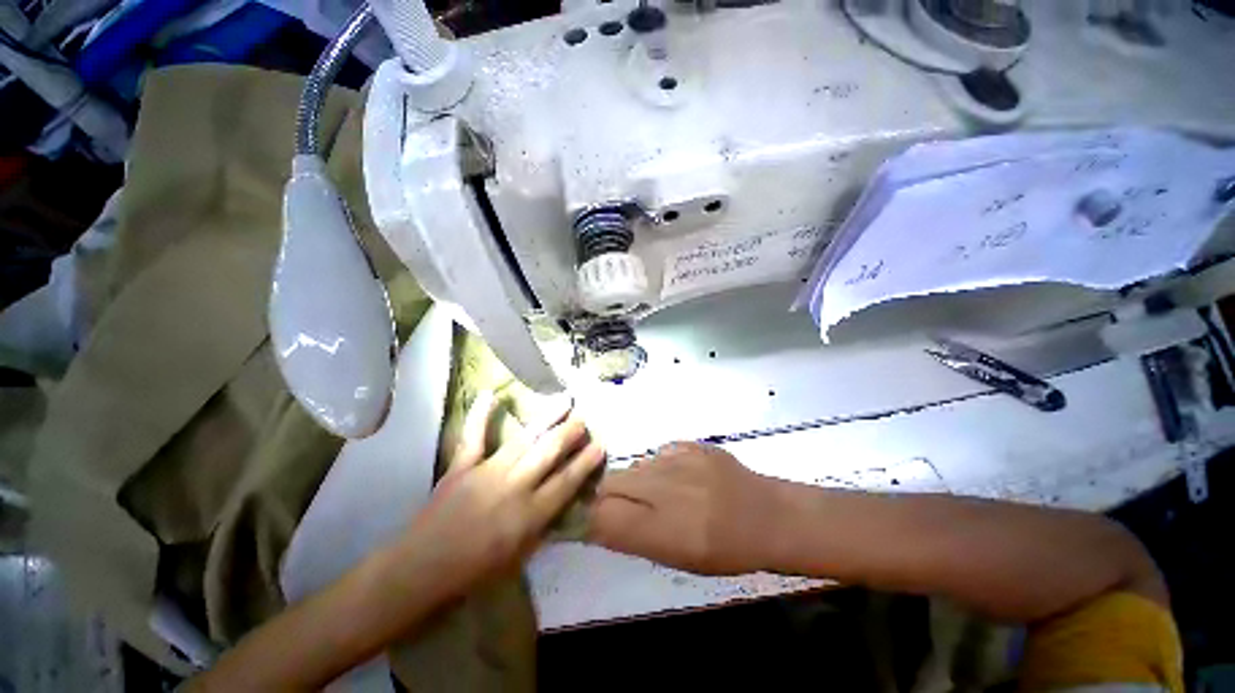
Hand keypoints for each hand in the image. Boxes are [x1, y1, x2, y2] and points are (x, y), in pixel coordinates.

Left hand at [394, 392, 605, 597]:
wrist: (422, 569)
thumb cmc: (475, 570)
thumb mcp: (520, 555)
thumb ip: (543, 524)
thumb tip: (563, 499)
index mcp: (530, 514)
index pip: (567, 482)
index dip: (586, 462)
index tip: (601, 444)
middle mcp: (514, 487)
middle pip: (549, 452)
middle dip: (570, 433)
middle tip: (583, 420)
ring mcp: (488, 472)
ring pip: (524, 439)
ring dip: (547, 417)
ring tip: (564, 400)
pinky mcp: (462, 466)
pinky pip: (474, 436)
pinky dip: (480, 415)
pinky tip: (490, 394)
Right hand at [588, 441, 779, 574]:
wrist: (769, 515)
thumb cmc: (726, 550)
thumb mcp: (677, 559)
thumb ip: (632, 537)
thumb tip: (595, 522)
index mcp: (663, 530)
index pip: (601, 516)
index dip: (585, 515)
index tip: (581, 517)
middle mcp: (665, 488)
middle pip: (610, 483)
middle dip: (605, 494)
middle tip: (621, 506)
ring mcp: (679, 460)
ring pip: (634, 467)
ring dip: (635, 482)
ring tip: (658, 494)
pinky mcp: (690, 444)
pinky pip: (657, 455)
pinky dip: (658, 468)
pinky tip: (679, 478)